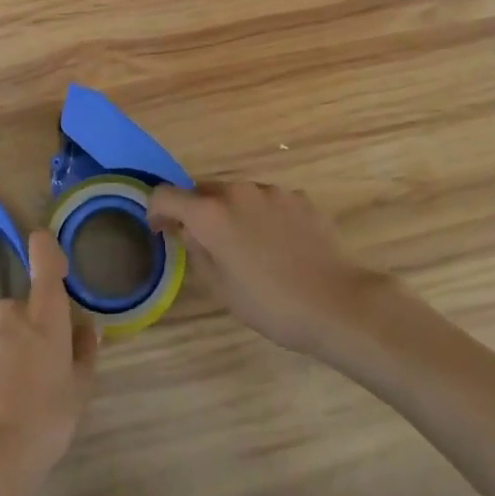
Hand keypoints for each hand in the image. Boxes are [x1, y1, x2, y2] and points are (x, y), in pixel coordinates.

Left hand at [0, 229, 96, 495]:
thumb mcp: (80, 388)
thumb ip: (84, 349)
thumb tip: (83, 326)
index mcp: (44, 313)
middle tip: (46, 366)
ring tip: (20, 390)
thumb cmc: (46, 420)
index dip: (47, 248)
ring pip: (5, 329)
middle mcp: (11, 311)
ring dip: (13, 346)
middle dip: (36, 326)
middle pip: (27, 305)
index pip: (44, 257)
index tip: (51, 256)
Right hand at [148, 182, 389, 356]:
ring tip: (248, 248)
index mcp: (210, 213)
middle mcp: (236, 191)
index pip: (166, 195)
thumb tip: (187, 231)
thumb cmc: (271, 305)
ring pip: (237, 195)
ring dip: (232, 213)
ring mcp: (271, 191)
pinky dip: (263, 216)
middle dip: (197, 212)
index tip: (160, 230)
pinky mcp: (299, 197)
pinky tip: (278, 246)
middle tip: (205, 243)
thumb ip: (197, 251)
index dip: (156, 210)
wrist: (338, 304)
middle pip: (203, 191)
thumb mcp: (222, 288)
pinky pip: (268, 201)